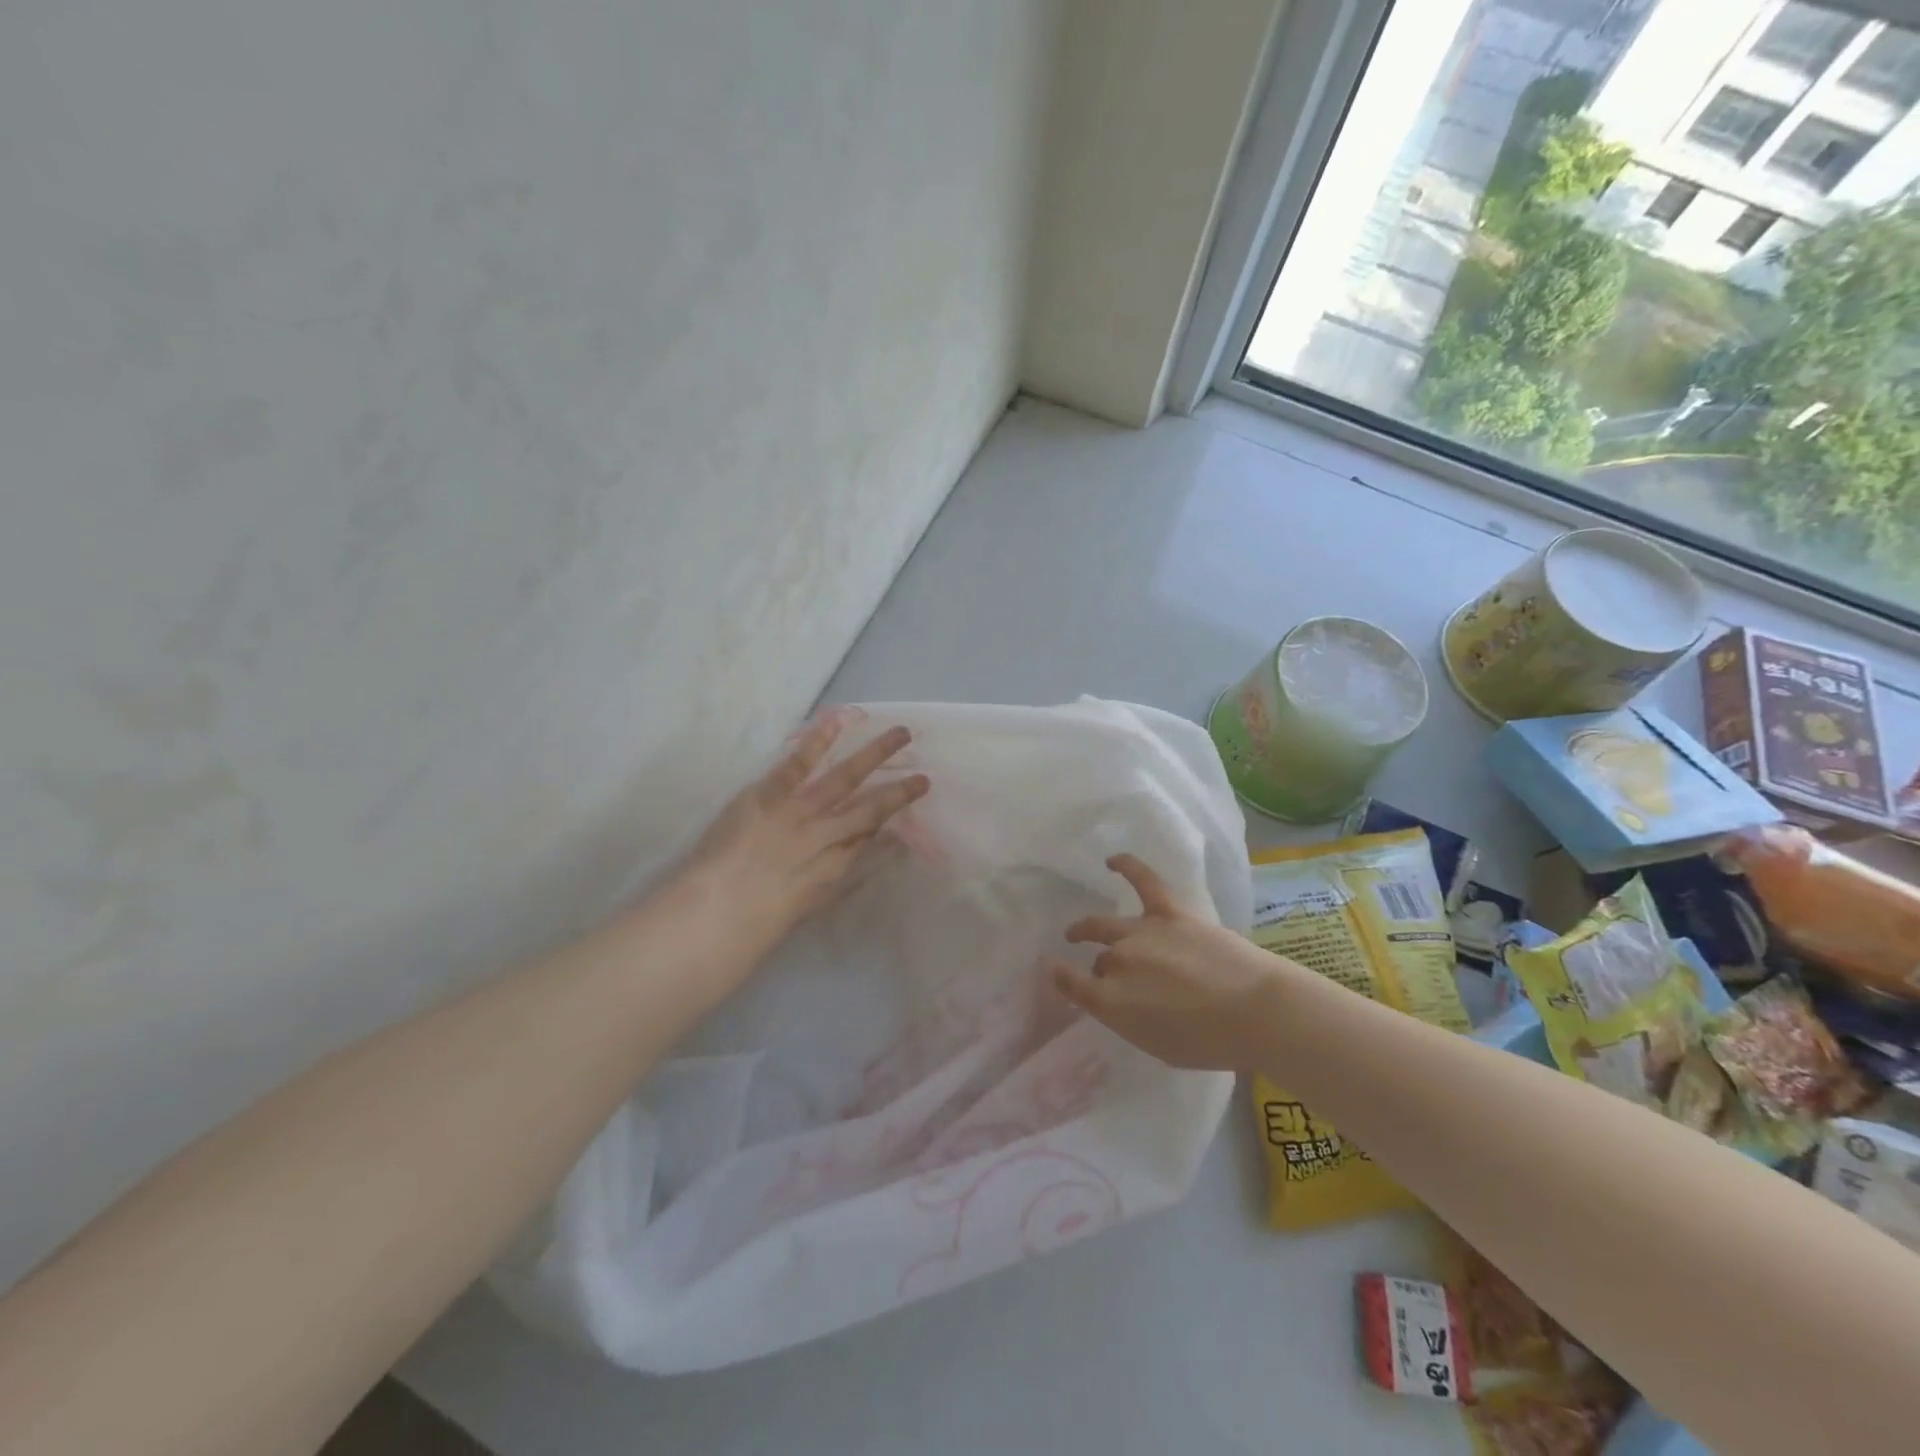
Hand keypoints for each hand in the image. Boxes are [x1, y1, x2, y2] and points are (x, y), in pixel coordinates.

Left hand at [671, 716, 928, 955]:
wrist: (718, 912)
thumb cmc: (761, 920)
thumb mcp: (810, 903)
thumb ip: (843, 877)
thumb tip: (874, 853)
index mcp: (836, 866)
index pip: (870, 836)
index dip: (893, 818)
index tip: (911, 805)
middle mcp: (827, 835)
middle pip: (871, 806)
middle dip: (899, 789)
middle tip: (926, 774)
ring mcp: (799, 812)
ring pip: (845, 778)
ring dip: (875, 754)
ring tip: (901, 734)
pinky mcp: (768, 796)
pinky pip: (798, 765)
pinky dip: (817, 742)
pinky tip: (836, 721)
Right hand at [1052, 855, 1289, 1071]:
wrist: (1256, 1012)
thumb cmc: (1211, 1043)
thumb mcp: (1158, 1046)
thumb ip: (1128, 1020)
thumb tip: (1113, 999)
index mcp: (1112, 1002)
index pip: (1072, 985)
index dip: (1061, 978)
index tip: (1056, 973)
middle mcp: (1118, 963)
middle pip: (1098, 961)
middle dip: (1097, 970)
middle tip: (1101, 976)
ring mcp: (1142, 933)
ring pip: (1104, 926)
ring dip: (1088, 928)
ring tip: (1078, 930)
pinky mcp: (1170, 913)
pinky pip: (1143, 882)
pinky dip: (1127, 867)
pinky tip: (1112, 861)